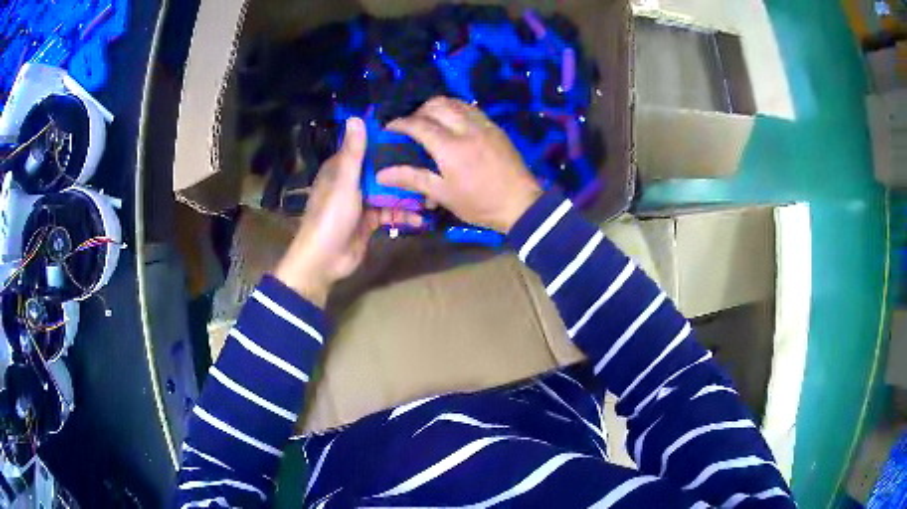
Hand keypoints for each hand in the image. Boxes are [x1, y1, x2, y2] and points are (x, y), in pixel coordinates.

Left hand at [274, 117, 421, 306]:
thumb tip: (356, 117)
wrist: (324, 261)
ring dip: (407, 195)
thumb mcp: (344, 183)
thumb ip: (353, 153)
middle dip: (404, 171)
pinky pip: (390, 212)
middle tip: (431, 167)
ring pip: (389, 192)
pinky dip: (403, 215)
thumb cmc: (331, 218)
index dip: (387, 141)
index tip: (413, 135)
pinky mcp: (369, 221)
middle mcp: (351, 182)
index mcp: (341, 169)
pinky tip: (419, 219)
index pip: (366, 147)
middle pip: (382, 170)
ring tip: (430, 197)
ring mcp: (361, 202)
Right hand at [377, 97, 542, 232]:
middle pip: (436, 105)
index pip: (419, 124)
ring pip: (455, 102)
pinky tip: (452, 123)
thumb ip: (413, 178)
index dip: (400, 124)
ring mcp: (483, 125)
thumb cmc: (480, 204)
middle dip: (418, 111)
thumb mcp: (444, 194)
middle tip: (411, 125)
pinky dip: (455, 109)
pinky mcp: (495, 127)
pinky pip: (470, 108)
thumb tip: (382, 174)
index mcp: (450, 147)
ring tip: (430, 121)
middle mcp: (466, 128)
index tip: (389, 128)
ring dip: (437, 107)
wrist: (521, 204)